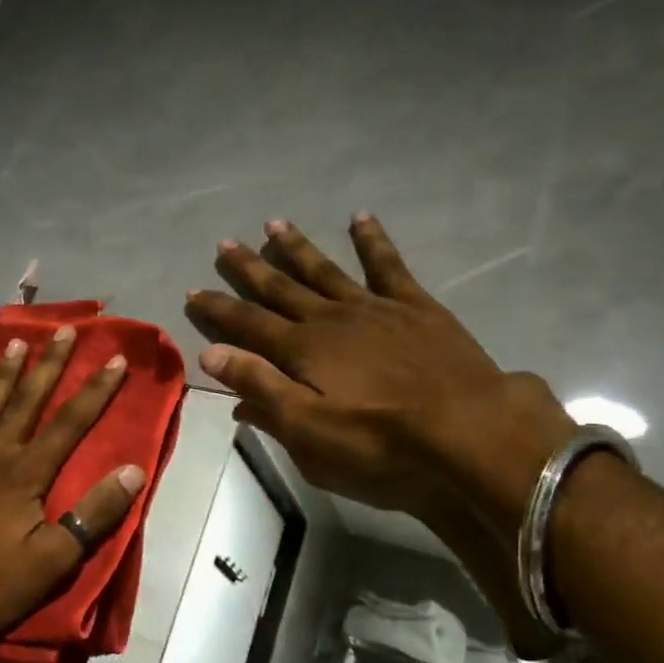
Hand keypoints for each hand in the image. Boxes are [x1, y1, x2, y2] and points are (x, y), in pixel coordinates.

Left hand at [0, 327, 145, 643]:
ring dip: (6, 372)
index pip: (69, 422)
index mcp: (25, 473)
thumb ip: (93, 514)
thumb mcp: (53, 560)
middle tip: (64, 330)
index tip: (114, 359)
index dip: (95, 390)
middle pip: (27, 399)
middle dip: (50, 364)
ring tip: (19, 343)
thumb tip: (133, 472)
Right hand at [183, 215, 573, 543]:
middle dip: (249, 268)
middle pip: (281, 288)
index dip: (218, 309)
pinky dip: (373, 240)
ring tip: (274, 223)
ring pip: (325, 270)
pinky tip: (360, 218)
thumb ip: (260, 388)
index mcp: (301, 351)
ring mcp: (374, 308)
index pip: (247, 324)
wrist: (470, 432)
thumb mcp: (307, 430)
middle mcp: (330, 319)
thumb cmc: (380, 444)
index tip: (193, 291)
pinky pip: (388, 265)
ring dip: (297, 248)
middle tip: (225, 244)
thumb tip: (211, 354)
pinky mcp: (416, 307)